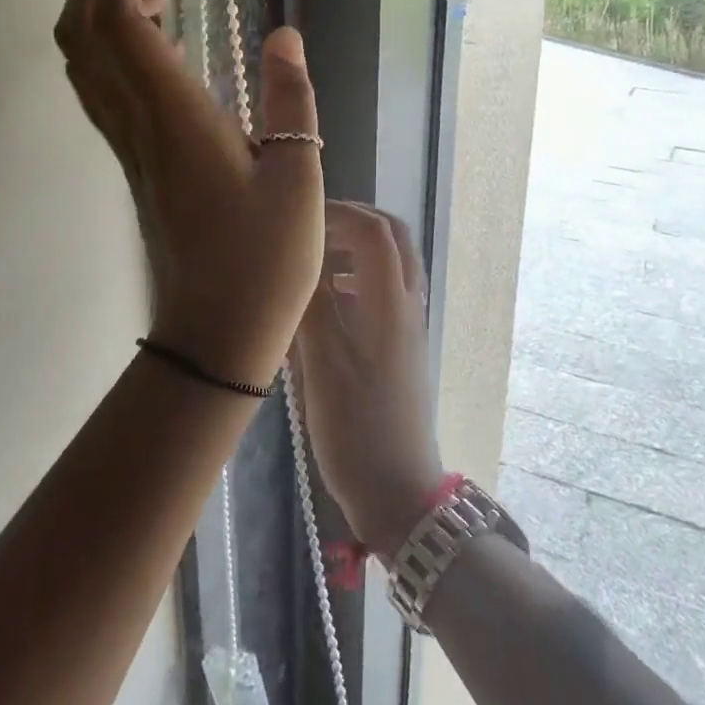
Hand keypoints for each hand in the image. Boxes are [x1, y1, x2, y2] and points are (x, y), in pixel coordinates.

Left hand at [54, 0, 324, 386]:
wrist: (215, 331)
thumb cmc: (265, 260)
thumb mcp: (299, 178)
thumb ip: (292, 101)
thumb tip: (284, 36)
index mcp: (175, 118)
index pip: (122, 20)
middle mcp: (137, 124)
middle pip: (84, 31)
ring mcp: (128, 146)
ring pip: (83, 60)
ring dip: (100, 8)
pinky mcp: (133, 164)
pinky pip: (101, 88)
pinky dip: (109, 46)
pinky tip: (153, 45)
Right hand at [294, 202, 445, 555]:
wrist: (399, 490)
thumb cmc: (357, 430)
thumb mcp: (325, 367)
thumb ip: (312, 307)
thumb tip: (295, 258)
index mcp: (391, 304)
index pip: (374, 231)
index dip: (338, 213)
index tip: (298, 219)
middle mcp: (407, 305)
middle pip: (394, 238)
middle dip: (354, 221)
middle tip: (311, 226)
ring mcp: (408, 326)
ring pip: (392, 263)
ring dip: (357, 248)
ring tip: (313, 258)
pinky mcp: (402, 346)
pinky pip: (385, 292)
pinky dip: (358, 278)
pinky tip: (326, 301)